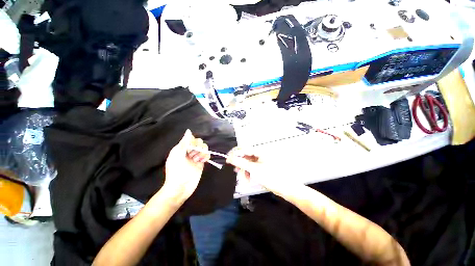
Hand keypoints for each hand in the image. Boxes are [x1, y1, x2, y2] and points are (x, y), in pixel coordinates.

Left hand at [163, 129, 210, 201]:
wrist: (181, 188)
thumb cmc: (176, 172)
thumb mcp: (178, 156)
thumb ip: (184, 142)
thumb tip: (189, 130)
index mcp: (181, 148)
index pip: (191, 138)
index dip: (193, 142)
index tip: (190, 149)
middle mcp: (189, 151)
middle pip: (199, 142)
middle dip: (198, 148)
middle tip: (192, 156)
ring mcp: (196, 157)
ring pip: (204, 148)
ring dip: (202, 153)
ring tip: (197, 160)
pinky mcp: (201, 162)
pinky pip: (207, 154)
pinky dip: (206, 157)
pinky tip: (202, 162)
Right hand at [226, 147, 292, 193]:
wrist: (286, 188)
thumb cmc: (271, 177)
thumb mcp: (254, 169)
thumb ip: (241, 162)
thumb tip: (230, 157)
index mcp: (259, 151)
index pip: (243, 148)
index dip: (235, 153)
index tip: (227, 160)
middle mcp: (260, 154)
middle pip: (245, 156)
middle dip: (240, 164)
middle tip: (236, 171)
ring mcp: (261, 161)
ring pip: (247, 163)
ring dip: (244, 170)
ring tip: (244, 178)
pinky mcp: (262, 167)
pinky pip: (251, 167)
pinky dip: (248, 173)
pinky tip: (248, 179)